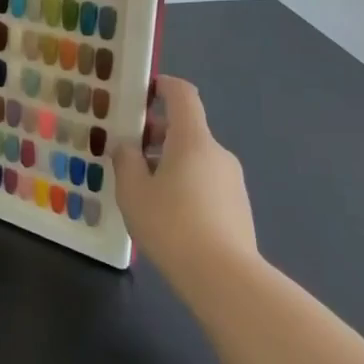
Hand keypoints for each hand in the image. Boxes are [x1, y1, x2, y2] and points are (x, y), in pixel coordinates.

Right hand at [112, 75, 257, 289]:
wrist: (224, 277)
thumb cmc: (171, 223)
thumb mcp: (132, 190)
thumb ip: (125, 160)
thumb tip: (126, 146)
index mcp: (193, 140)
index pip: (183, 95)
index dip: (163, 86)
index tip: (142, 92)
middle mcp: (218, 153)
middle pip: (185, 129)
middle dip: (155, 134)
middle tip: (126, 152)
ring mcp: (232, 181)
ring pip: (194, 158)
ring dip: (168, 162)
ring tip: (141, 188)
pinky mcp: (238, 207)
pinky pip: (205, 182)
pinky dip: (183, 184)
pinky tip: (165, 213)